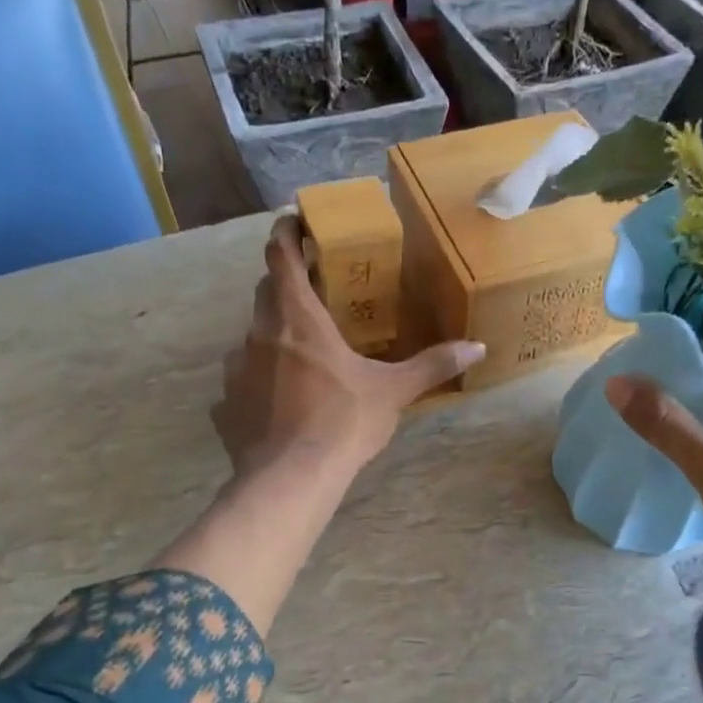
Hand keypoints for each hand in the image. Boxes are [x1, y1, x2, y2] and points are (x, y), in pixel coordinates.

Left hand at [212, 216, 484, 478]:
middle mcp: (259, 332)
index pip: (280, 254)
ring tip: (302, 355)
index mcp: (297, 318)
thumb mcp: (393, 392)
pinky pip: (241, 378)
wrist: (291, 478)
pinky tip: (280, 400)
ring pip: (253, 335)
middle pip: (266, 291)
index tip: (297, 224)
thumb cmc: (342, 422)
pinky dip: (259, 378)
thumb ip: (432, 366)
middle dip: (287, 285)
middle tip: (316, 294)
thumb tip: (477, 348)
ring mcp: (235, 367)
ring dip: (274, 335)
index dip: (286, 232)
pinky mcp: (225, 402)